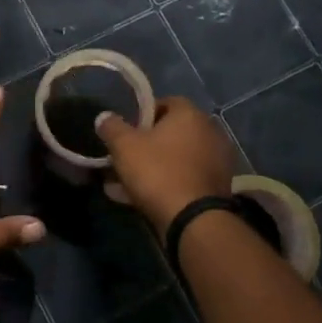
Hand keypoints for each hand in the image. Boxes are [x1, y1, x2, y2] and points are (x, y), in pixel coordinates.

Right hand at [95, 97, 235, 233]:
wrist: (192, 219)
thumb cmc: (157, 172)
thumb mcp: (124, 146)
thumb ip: (112, 127)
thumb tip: (104, 117)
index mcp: (190, 115)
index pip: (165, 103)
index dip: (142, 115)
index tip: (126, 132)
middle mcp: (209, 132)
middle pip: (171, 133)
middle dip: (146, 145)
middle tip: (124, 158)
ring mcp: (216, 161)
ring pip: (176, 158)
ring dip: (153, 167)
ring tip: (125, 184)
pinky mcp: (217, 186)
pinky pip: (184, 178)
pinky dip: (166, 184)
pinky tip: (140, 198)